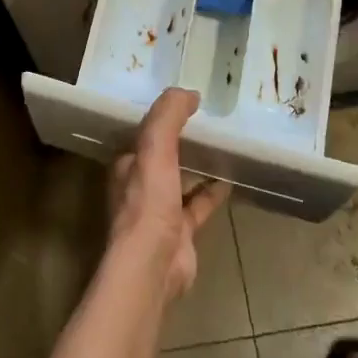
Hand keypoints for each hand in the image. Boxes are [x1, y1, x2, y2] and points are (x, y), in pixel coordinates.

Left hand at [107, 88, 230, 300]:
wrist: (153, 266)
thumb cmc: (148, 202)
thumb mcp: (155, 147)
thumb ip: (168, 116)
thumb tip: (188, 92)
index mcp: (127, 165)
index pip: (143, 134)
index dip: (160, 119)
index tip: (183, 103)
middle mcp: (139, 187)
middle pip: (162, 157)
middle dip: (180, 142)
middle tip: (206, 122)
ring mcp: (160, 212)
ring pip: (180, 181)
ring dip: (197, 166)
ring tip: (221, 146)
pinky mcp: (181, 233)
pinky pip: (199, 205)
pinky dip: (212, 192)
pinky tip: (230, 180)